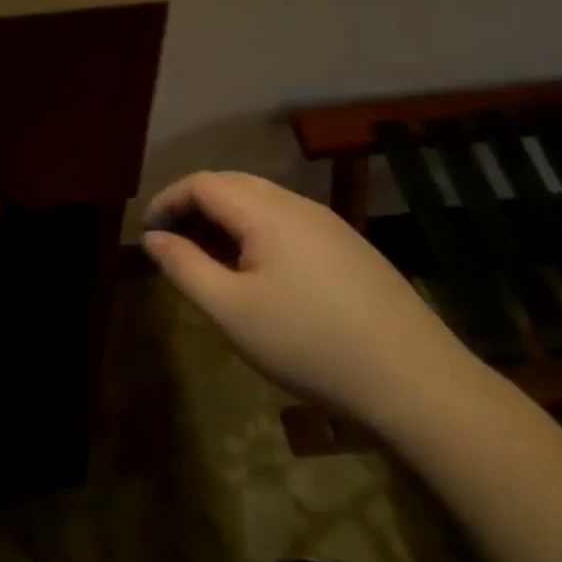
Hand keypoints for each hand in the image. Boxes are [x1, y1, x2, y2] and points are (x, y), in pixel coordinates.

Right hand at [143, 171, 476, 423]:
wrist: (414, 379)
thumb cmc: (309, 343)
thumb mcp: (231, 311)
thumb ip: (184, 267)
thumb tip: (152, 238)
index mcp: (266, 211)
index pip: (203, 183)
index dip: (167, 200)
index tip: (146, 233)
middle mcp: (298, 204)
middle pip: (232, 185)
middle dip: (193, 206)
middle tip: (171, 245)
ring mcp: (329, 224)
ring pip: (262, 203)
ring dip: (225, 220)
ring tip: (208, 261)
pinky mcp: (350, 247)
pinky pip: (288, 222)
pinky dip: (255, 232)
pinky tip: (257, 274)